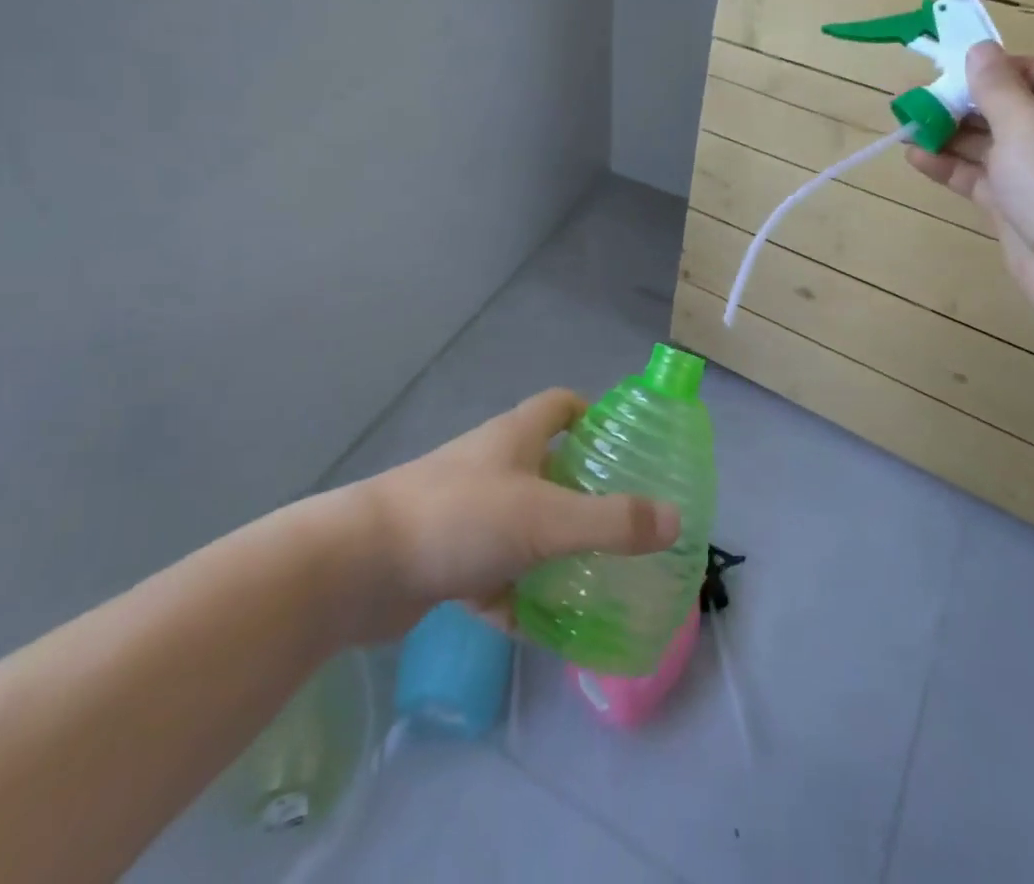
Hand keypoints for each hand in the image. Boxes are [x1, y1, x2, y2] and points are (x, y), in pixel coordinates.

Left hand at [359, 390, 680, 637]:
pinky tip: (543, 628)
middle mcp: (491, 467)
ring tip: (597, 578)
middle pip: (547, 467)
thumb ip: (612, 521)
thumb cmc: (460, 518)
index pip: (560, 405)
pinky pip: (494, 574)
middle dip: (584, 493)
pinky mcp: (445, 558)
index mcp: (514, 438)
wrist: (358, 566)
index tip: (625, 445)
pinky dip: (516, 597)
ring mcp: (466, 513)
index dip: (593, 415)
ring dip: (553, 549)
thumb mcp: (546, 519)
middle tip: (626, 524)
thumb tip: (675, 520)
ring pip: (522, 526)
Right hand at [907, 42, 1033, 327]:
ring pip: (990, 144)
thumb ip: (996, 86)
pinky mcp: (1020, 207)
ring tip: (907, 126)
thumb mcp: (1025, 122)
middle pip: (1010, 107)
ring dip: (950, 135)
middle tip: (918, 100)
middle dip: (963, 103)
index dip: (999, 67)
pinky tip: (916, 158)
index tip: (955, 70)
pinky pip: (981, 177)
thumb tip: (980, 49)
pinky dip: (951, 167)